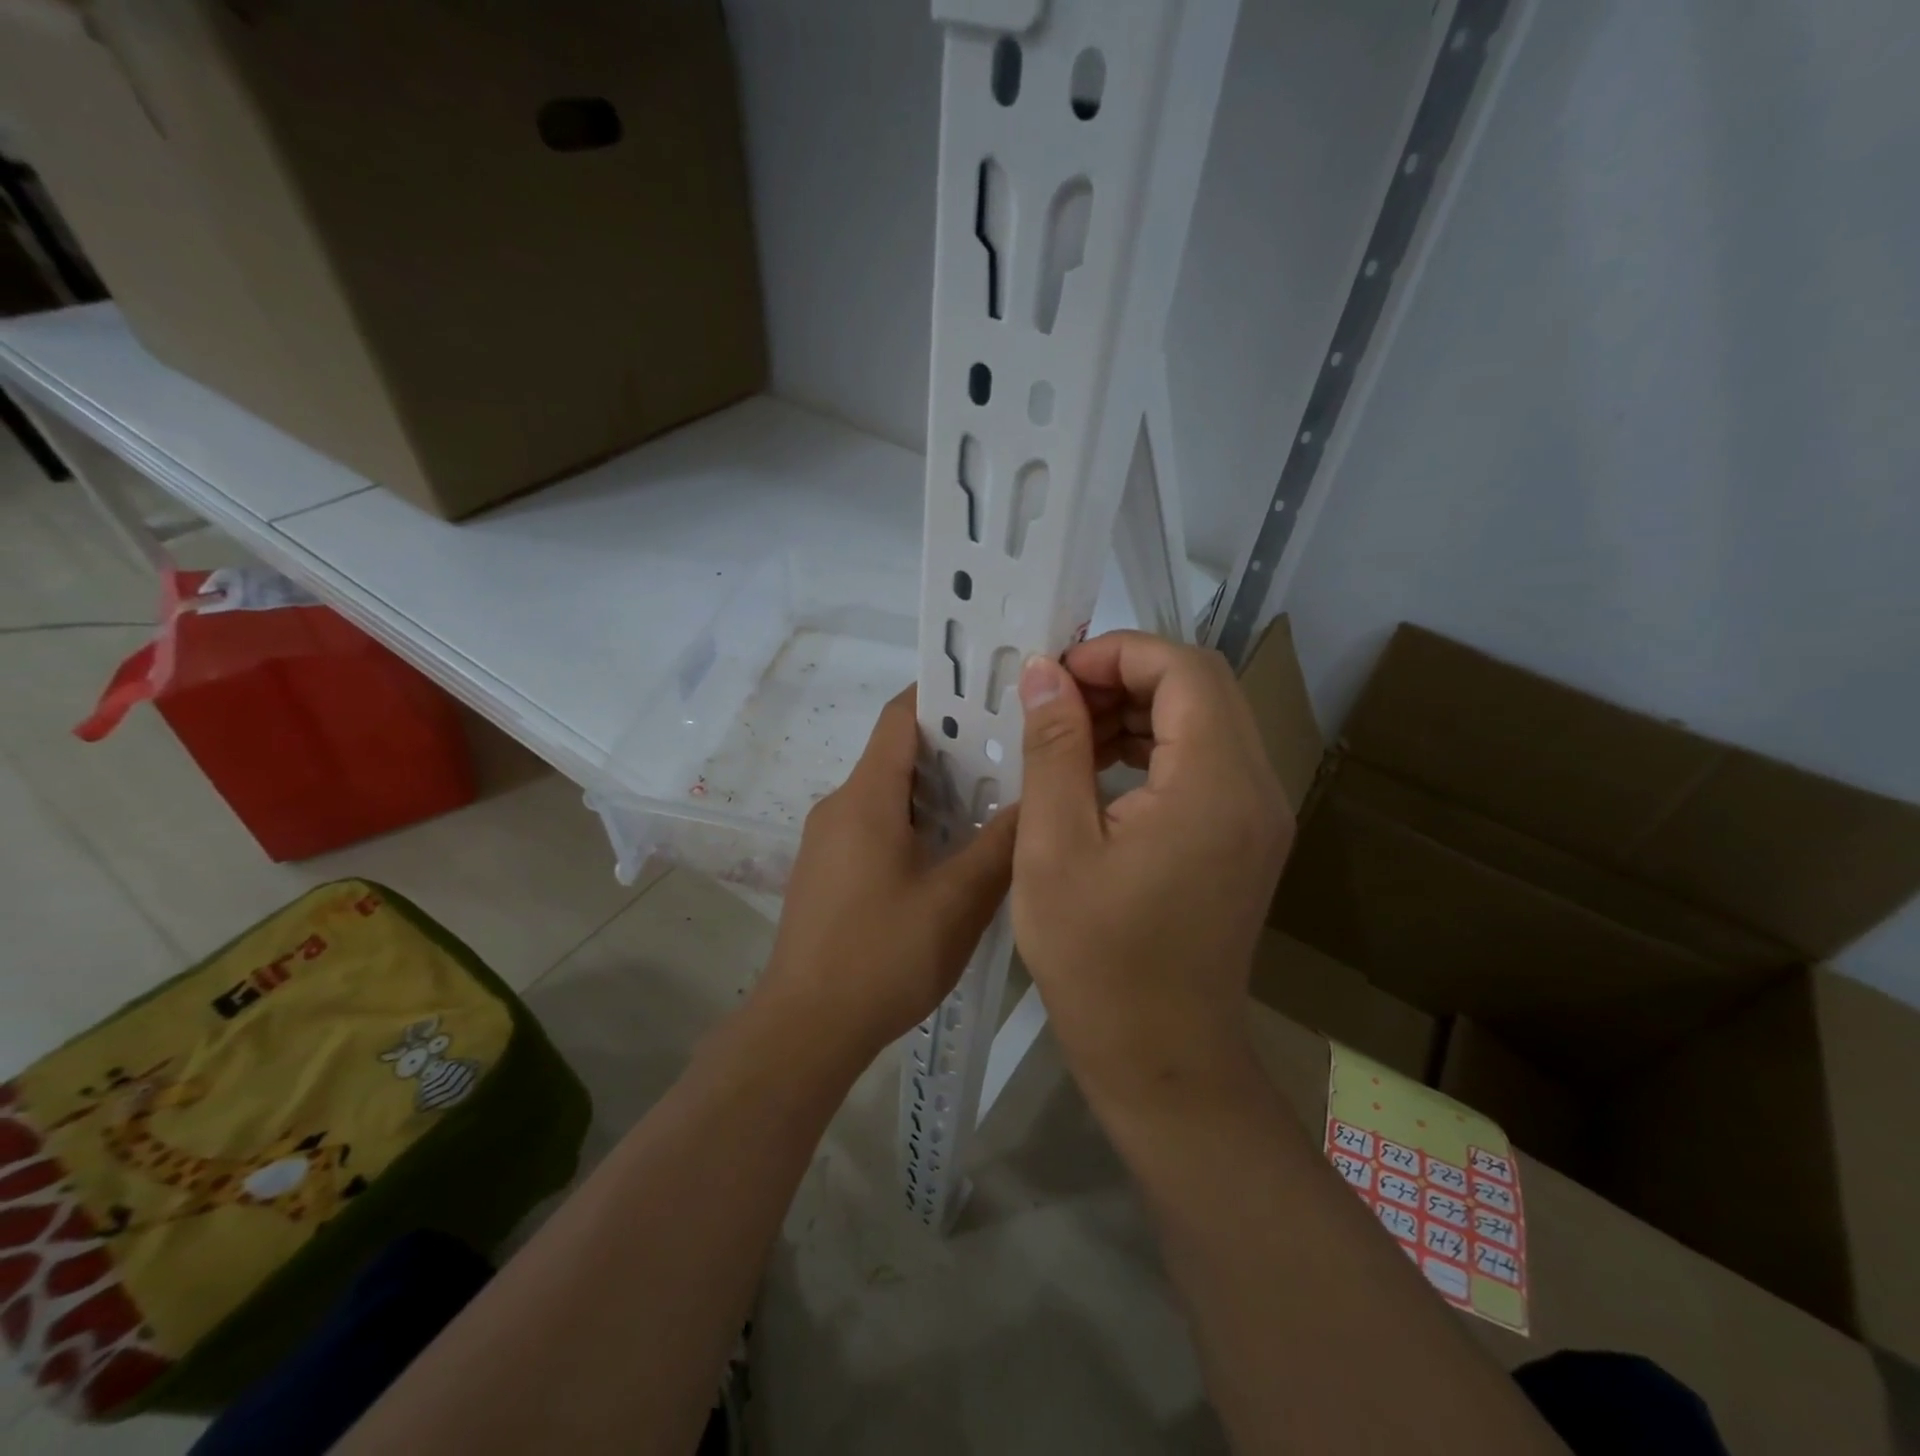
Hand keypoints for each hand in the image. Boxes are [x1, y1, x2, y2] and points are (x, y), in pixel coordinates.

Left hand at [760, 688, 1016, 1058]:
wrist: (805, 1029)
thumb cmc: (882, 957)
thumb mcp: (957, 901)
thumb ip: (1001, 845)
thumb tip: (1037, 797)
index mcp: (866, 797)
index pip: (901, 716)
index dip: (943, 694)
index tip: (993, 693)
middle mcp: (840, 805)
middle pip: (898, 752)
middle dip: (954, 746)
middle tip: (1015, 753)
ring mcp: (828, 839)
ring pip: (889, 792)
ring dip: (938, 789)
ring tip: (997, 799)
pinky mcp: (828, 870)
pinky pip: (876, 824)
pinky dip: (916, 821)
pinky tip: (954, 851)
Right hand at [1010, 632, 1293, 1104]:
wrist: (1161, 1056)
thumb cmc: (1096, 959)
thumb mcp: (1055, 846)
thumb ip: (1053, 748)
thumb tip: (1045, 673)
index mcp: (1214, 785)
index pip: (1184, 669)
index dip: (1117, 653)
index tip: (1054, 675)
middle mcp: (1256, 788)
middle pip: (1201, 686)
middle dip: (1125, 675)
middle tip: (1056, 702)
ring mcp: (1259, 814)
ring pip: (1205, 719)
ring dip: (1138, 709)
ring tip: (1069, 733)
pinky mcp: (1246, 836)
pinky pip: (1206, 760)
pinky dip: (1154, 746)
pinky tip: (1100, 768)